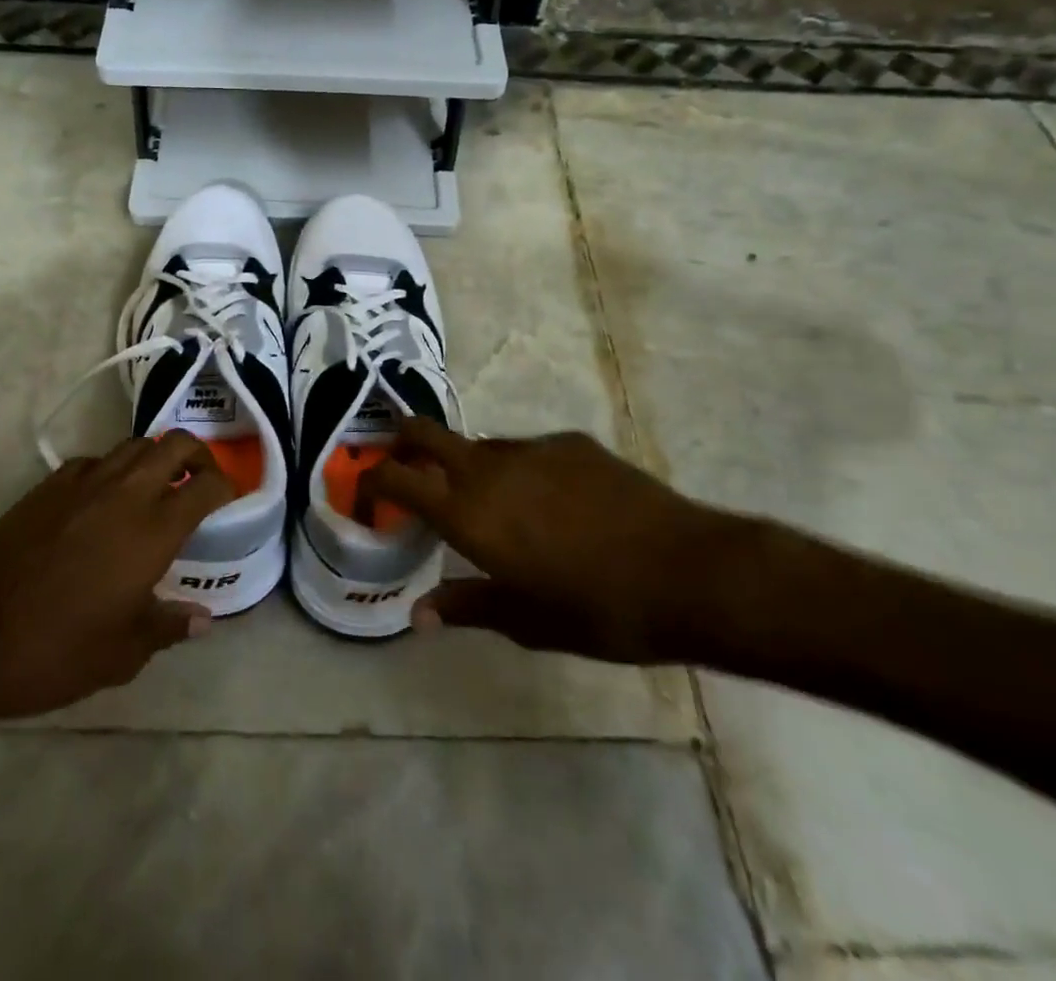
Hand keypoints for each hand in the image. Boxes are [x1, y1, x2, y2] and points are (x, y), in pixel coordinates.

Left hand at [0, 432, 235, 740]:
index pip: (206, 485)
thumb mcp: (122, 653)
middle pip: (174, 444)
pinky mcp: (48, 486)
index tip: (230, 498)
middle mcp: (124, 493)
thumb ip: (168, 627)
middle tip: (201, 479)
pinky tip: (104, 501)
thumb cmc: (54, 652)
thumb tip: (201, 619)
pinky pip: (94, 461)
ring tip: (157, 486)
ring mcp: (83, 483)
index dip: (226, 485)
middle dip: (198, 454)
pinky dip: (112, 469)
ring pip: (133, 445)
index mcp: (152, 530)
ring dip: (155, 457)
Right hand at [361, 420, 750, 664]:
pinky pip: (526, 450)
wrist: (688, 572)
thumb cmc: (599, 609)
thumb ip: (468, 607)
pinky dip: (519, 469)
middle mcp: (488, 468)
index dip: (373, 479)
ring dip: (467, 465)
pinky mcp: (570, 443)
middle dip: (403, 442)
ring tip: (489, 501)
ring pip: (478, 444)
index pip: (397, 478)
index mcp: (467, 512)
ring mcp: (531, 449)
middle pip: (425, 433)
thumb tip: (419, 615)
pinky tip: (551, 501)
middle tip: (402, 462)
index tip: (367, 490)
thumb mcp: (527, 621)